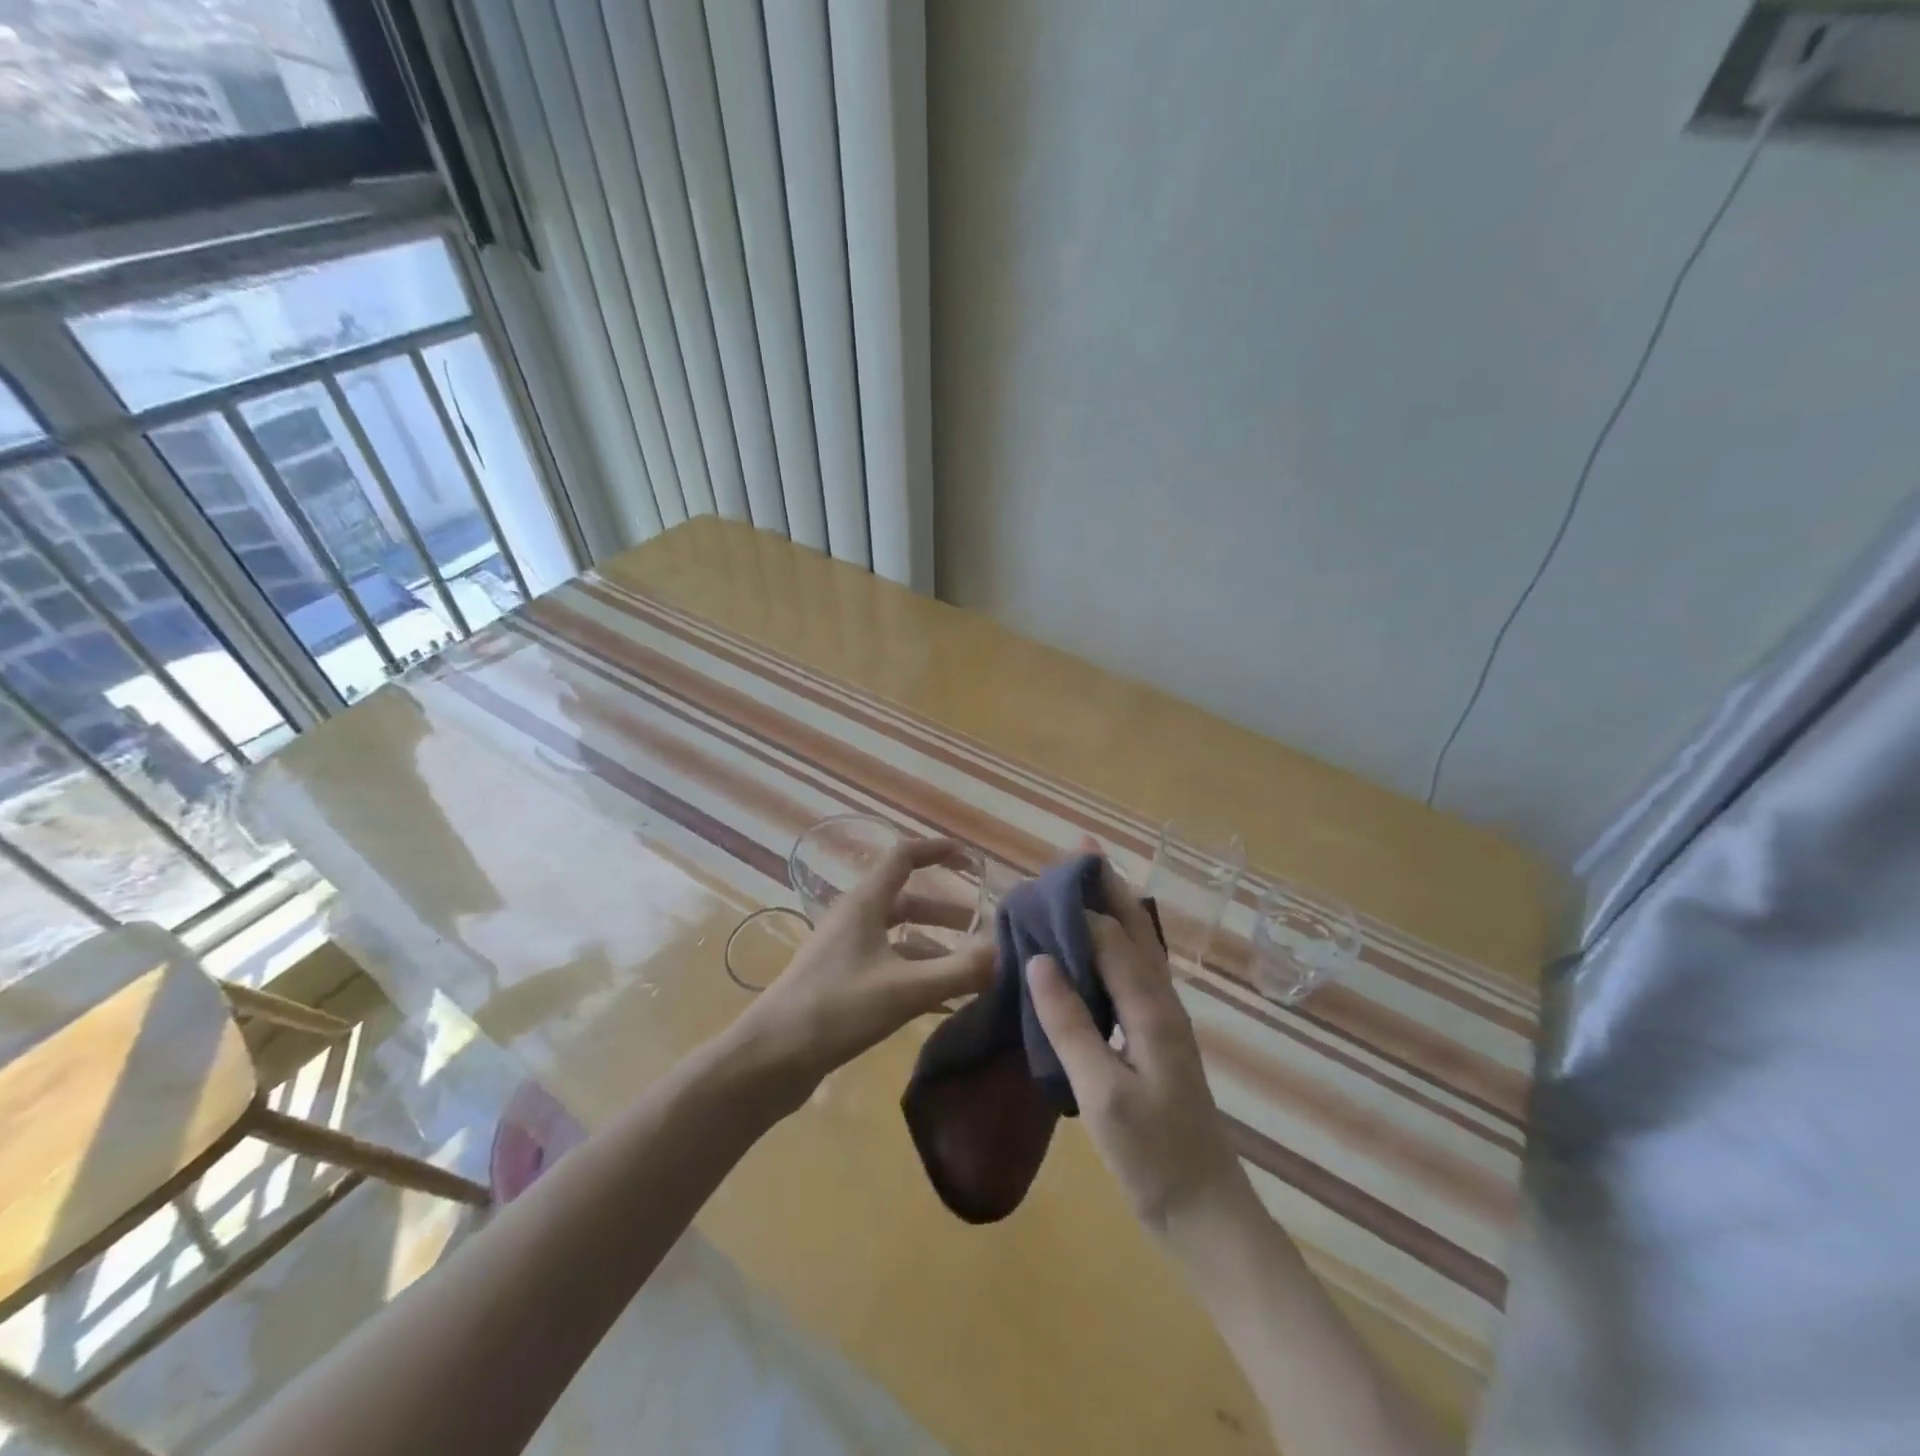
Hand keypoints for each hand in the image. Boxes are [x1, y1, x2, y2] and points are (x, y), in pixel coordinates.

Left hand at [725, 837, 994, 1108]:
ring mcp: (844, 952)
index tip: (971, 860)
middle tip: (982, 930)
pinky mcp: (840, 983)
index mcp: (865, 904)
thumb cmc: (836, 1009)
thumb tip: (1007, 953)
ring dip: (934, 947)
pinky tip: (941, 1002)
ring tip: (969, 972)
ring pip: (898, 938)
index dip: (937, 851)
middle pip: (906, 901)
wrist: (770, 1059)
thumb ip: (959, 971)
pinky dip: (917, 974)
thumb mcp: (905, 989)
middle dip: (946, 912)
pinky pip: (888, 967)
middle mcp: (854, 920)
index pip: (904, 857)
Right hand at [1026, 855, 1256, 1241]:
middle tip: (1078, 847)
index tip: (1035, 883)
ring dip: (1112, 908)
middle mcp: (1162, 1001)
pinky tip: (1094, 950)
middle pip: (1133, 927)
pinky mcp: (1157, 1038)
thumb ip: (1070, 1024)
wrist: (1206, 1214)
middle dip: (1106, 885)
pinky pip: (1132, 973)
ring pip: (1137, 947)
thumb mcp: (1102, 1093)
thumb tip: (1038, 958)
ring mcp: (1163, 1019)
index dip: (1074, 905)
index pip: (1108, 935)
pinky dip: (1112, 946)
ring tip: (1083, 882)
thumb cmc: (1153, 1156)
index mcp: (1151, 1007)